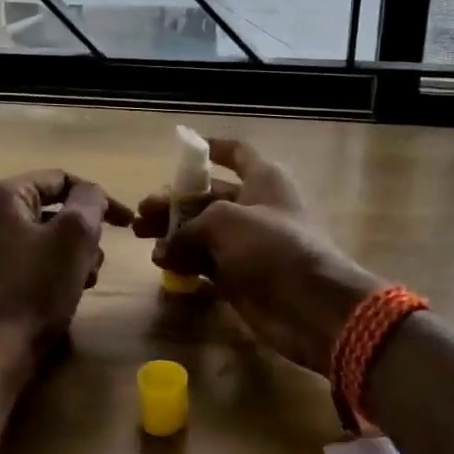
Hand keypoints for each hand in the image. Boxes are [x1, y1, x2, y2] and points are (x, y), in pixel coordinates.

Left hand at [0, 171, 131, 370]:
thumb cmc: (34, 288)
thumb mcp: (74, 235)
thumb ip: (90, 201)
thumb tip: (92, 194)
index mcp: (0, 195)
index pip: (61, 180)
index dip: (100, 198)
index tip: (127, 224)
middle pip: (51, 209)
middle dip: (83, 233)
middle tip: (98, 260)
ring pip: (41, 236)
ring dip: (71, 254)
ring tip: (85, 281)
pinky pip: (26, 259)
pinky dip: (51, 269)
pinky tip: (65, 293)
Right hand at [133, 139, 378, 373]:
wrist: (311, 305)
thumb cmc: (272, 246)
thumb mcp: (224, 220)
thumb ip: (190, 225)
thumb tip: (166, 246)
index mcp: (263, 179)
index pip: (236, 153)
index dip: (211, 148)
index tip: (182, 148)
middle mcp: (255, 207)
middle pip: (208, 197)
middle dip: (174, 203)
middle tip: (142, 214)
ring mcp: (248, 245)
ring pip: (203, 233)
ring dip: (174, 234)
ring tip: (143, 239)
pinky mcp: (241, 277)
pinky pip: (207, 263)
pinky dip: (185, 262)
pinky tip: (163, 264)